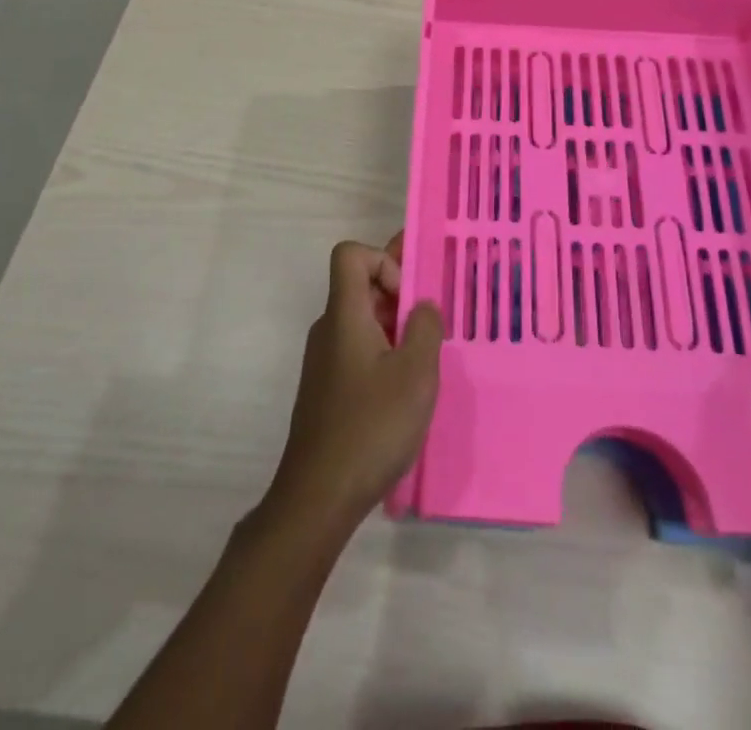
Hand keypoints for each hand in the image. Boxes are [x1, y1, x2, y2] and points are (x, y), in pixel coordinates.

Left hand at [265, 234, 443, 537]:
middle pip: (360, 286)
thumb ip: (425, 328)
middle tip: (432, 328)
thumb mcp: (416, 373)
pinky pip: (357, 350)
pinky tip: (403, 394)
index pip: (350, 254)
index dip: (383, 260)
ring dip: (394, 329)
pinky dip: (383, 355)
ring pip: (361, 321)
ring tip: (424, 363)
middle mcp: (328, 329)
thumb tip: (422, 307)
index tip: (407, 298)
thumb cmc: (371, 426)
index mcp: (344, 314)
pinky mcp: (327, 389)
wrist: (318, 497)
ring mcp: (324, 361)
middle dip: (399, 296)